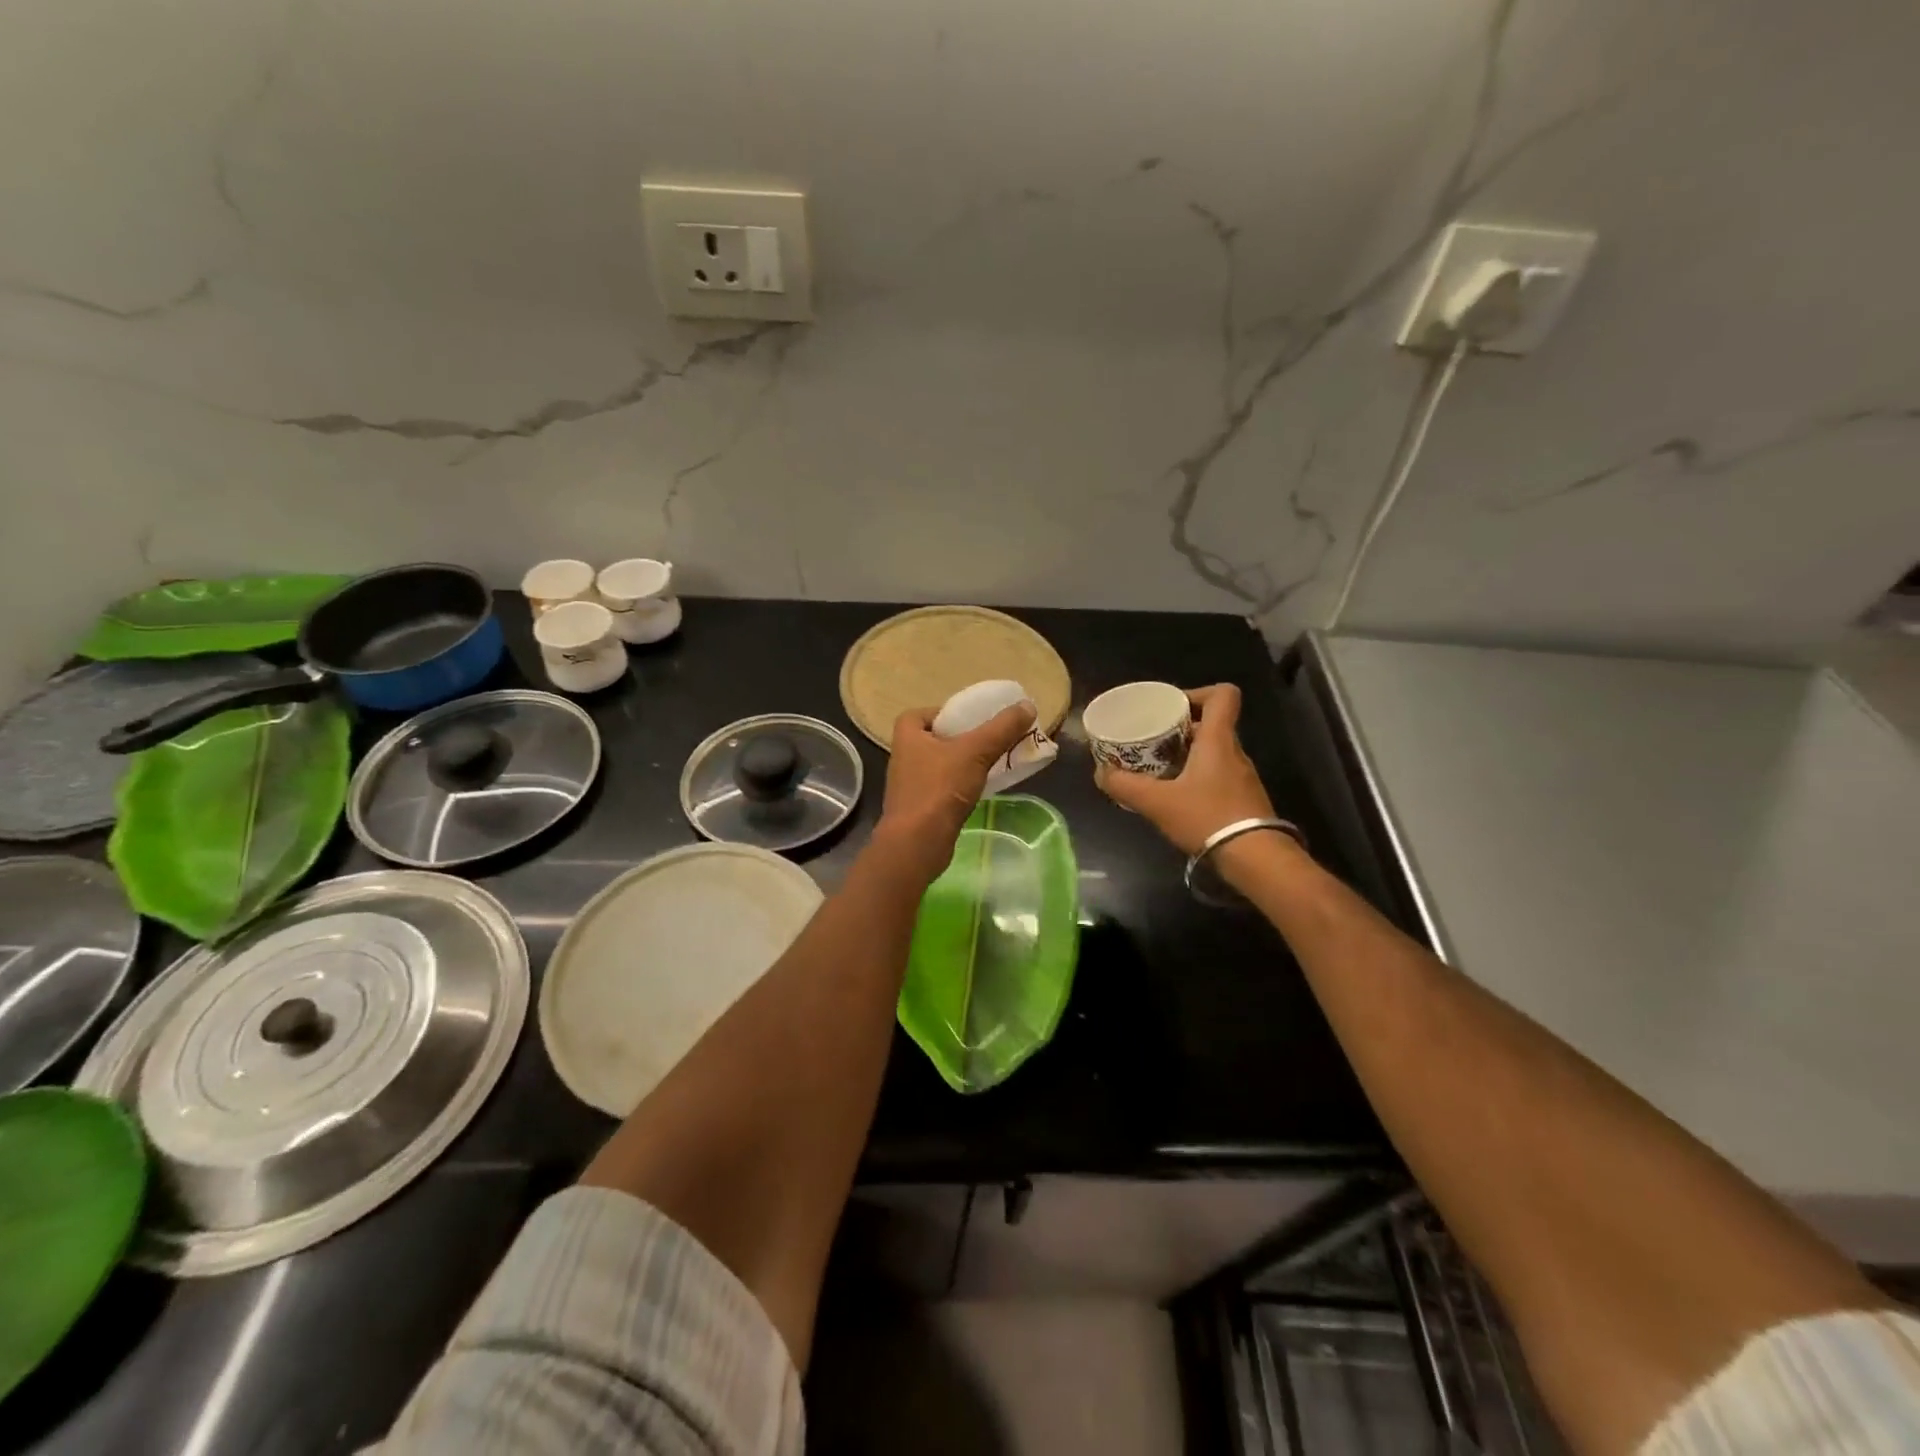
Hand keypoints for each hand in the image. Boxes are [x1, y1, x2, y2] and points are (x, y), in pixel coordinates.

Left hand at [875, 700, 1037, 884]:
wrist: (917, 843)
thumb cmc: (940, 789)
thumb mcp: (976, 752)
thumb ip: (1002, 728)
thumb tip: (1027, 705)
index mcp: (907, 735)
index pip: (925, 713)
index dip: (948, 713)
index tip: (974, 721)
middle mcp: (903, 756)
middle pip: (937, 738)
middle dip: (963, 739)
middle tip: (989, 741)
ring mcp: (910, 784)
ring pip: (941, 764)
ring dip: (964, 763)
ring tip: (992, 764)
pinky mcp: (919, 808)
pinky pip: (943, 787)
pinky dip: (960, 785)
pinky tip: (980, 790)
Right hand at [1095, 684, 1276, 855]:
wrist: (1256, 859)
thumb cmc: (1207, 817)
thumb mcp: (1157, 802)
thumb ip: (1125, 786)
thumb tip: (1100, 773)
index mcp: (1218, 740)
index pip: (1223, 695)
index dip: (1198, 693)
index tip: (1172, 707)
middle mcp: (1234, 752)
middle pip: (1212, 725)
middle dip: (1181, 729)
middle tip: (1153, 740)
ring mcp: (1243, 778)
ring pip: (1214, 753)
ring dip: (1189, 756)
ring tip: (1159, 770)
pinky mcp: (1244, 800)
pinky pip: (1218, 777)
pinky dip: (1198, 779)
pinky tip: (1178, 798)